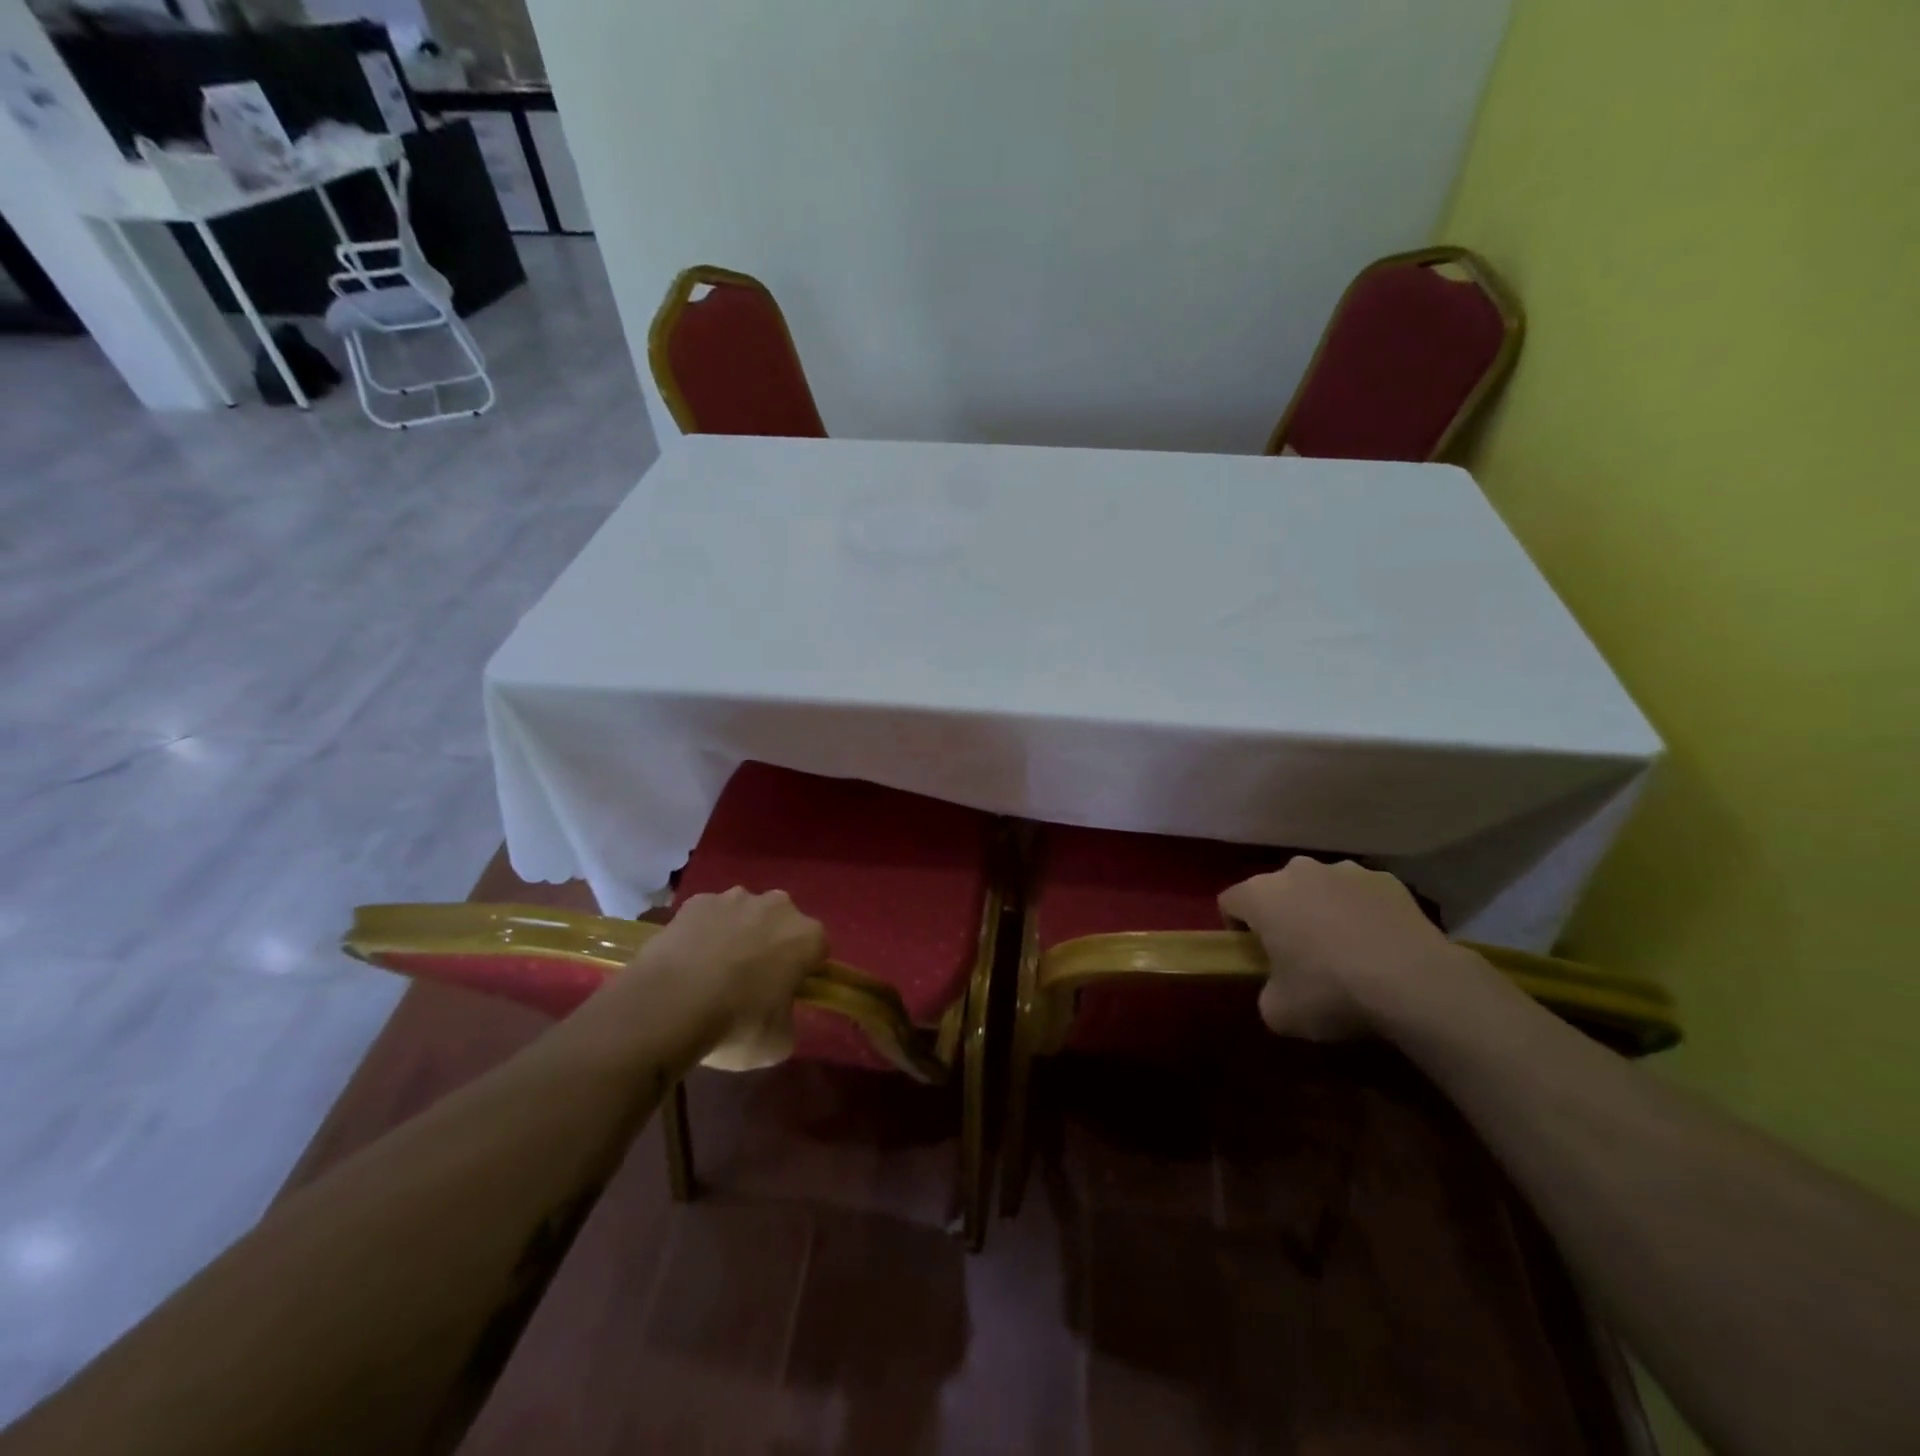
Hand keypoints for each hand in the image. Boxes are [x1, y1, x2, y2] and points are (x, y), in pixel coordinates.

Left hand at [630, 887, 826, 1068]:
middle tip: (751, 982)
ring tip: (712, 972)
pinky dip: (703, 932)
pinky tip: (687, 961)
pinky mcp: (696, 901)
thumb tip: (778, 1013)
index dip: (804, 970)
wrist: (668, 1005)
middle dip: (772, 944)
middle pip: (782, 924)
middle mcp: (777, 906)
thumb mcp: (777, 1043)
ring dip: (737, 934)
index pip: (818, 948)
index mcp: (807, 936)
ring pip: (745, 915)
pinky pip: (708, 916)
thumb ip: (787, 1019)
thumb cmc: (736, 1024)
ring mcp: (734, 898)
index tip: (787, 992)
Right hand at [1218, 858, 1460, 1040]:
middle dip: (1282, 915)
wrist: (1414, 983)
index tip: (1254, 956)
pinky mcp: (1387, 879)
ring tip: (1345, 950)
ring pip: (1320, 887)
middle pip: (1276, 890)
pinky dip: (1363, 912)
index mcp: (1261, 895)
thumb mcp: (1279, 1012)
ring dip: (1323, 909)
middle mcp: (1296, 870)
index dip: (1235, 928)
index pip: (1229, 901)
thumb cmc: (1330, 992)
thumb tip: (1278, 990)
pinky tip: (1380, 945)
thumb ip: (1266, 993)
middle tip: (1299, 955)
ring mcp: (1345, 870)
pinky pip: (1362, 895)